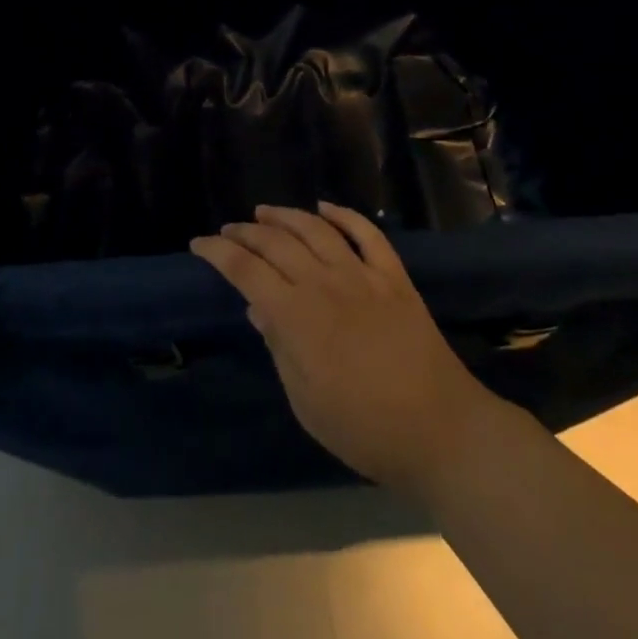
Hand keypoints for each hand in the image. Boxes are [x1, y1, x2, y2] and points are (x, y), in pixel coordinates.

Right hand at [190, 203, 505, 495]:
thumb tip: (257, 308)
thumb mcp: (305, 401)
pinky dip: (343, 214)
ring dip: (286, 216)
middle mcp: (325, 283)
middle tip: (228, 229)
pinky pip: (366, 233)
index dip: (219, 253)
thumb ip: (279, 348)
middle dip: (246, 232)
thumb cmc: (363, 428)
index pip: (247, 271)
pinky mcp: (393, 276)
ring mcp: (362, 274)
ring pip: (316, 229)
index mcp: (297, 316)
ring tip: (264, 212)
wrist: (438, 430)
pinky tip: (325, 208)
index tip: (199, 244)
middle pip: (277, 242)